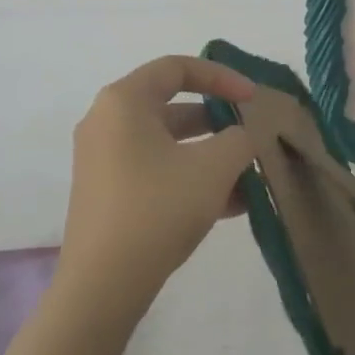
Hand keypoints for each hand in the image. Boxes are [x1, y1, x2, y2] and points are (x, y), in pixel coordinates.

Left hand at [57, 56, 256, 322]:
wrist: (102, 286)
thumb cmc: (157, 208)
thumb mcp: (213, 168)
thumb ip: (239, 139)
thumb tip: (242, 136)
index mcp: (124, 101)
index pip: (177, 68)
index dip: (221, 77)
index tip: (253, 99)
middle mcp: (107, 122)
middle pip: (172, 106)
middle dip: (218, 122)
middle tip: (250, 137)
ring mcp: (103, 159)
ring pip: (167, 144)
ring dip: (209, 155)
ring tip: (250, 178)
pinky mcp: (107, 193)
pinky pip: (156, 171)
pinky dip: (189, 178)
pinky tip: (232, 206)